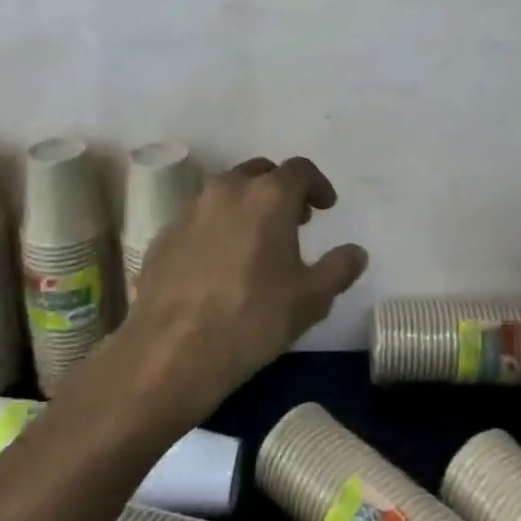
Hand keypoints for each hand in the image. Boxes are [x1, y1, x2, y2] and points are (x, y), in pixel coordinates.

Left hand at [122, 156, 368, 414]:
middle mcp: (228, 189)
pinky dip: (217, 226)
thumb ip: (339, 269)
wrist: (171, 351)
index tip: (325, 207)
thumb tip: (356, 253)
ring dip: (248, 204)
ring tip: (257, 240)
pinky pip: (200, 217)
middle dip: (281, 189)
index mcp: (268, 195)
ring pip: (227, 191)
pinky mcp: (164, 233)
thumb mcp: (311, 300)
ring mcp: (191, 209)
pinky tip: (220, 262)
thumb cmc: (252, 319)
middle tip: (294, 220)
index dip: (318, 184)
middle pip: (261, 172)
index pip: (300, 169)